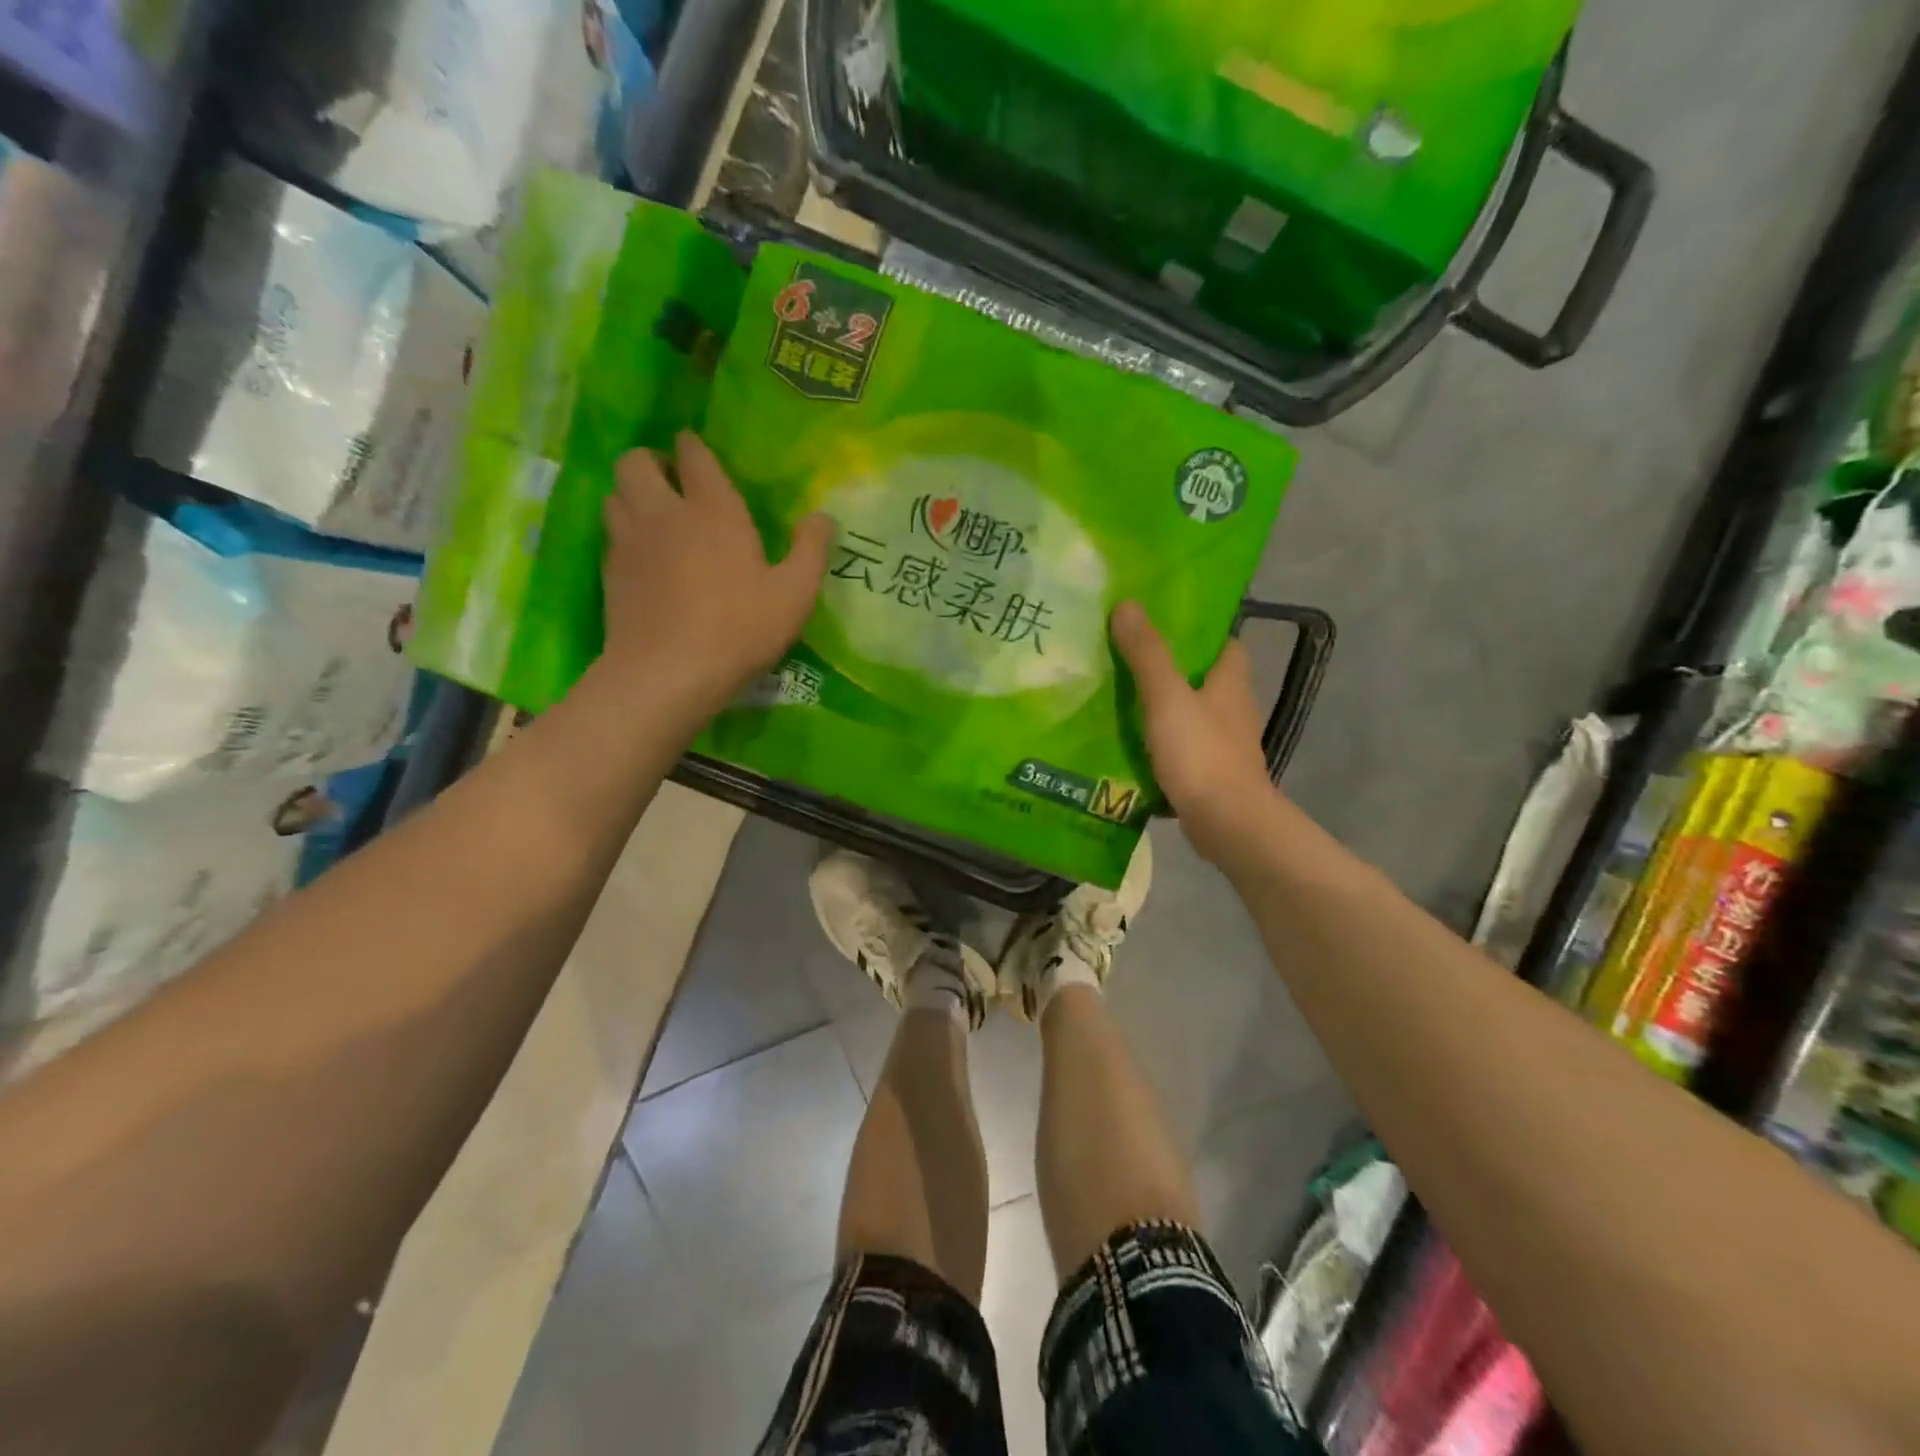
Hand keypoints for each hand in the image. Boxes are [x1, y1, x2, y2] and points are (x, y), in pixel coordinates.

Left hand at [599, 433, 831, 718]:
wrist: (668, 673)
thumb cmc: (739, 629)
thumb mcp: (794, 594)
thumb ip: (811, 550)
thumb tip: (823, 517)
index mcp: (713, 510)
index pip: (694, 455)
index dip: (694, 447)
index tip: (698, 452)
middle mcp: (664, 513)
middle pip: (635, 461)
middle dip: (652, 462)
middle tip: (673, 484)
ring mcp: (630, 541)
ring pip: (615, 494)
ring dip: (632, 495)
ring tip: (654, 516)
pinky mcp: (610, 572)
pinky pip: (611, 534)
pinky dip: (624, 532)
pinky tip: (643, 556)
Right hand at [1111, 600, 1280, 865]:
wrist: (1227, 824)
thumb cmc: (1201, 753)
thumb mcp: (1167, 697)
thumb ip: (1147, 654)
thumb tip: (1128, 604)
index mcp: (1230, 682)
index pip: (1223, 643)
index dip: (1197, 630)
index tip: (1160, 623)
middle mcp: (1232, 708)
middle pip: (1202, 678)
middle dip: (1169, 668)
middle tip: (1125, 656)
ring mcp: (1223, 743)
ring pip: (1190, 713)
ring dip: (1161, 706)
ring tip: (1117, 696)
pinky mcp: (1209, 773)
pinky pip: (1181, 746)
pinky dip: (1159, 741)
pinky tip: (1128, 741)